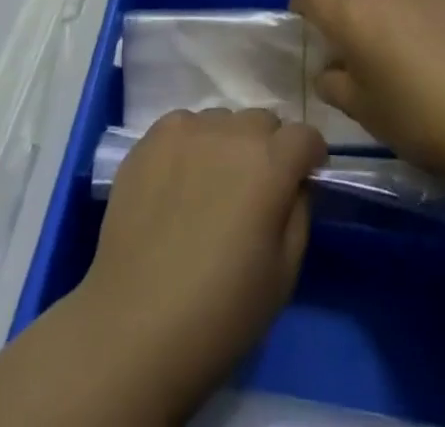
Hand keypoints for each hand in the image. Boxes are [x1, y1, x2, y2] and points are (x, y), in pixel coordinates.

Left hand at [75, 108, 325, 413]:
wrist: (135, 324)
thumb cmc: (221, 312)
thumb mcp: (285, 273)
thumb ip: (299, 212)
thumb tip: (295, 182)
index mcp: (270, 163)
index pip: (305, 135)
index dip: (309, 157)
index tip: (303, 179)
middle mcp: (231, 131)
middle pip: (263, 121)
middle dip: (269, 148)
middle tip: (254, 190)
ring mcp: (187, 129)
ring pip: (222, 121)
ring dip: (227, 144)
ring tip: (211, 188)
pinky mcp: (151, 137)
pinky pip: (184, 126)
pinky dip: (191, 145)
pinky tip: (178, 183)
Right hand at [291, 0, 444, 177]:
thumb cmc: (415, 119)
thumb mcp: (362, 111)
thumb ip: (334, 82)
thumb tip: (329, 68)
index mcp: (348, 14)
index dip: (305, 5)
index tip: (312, 27)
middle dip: (348, 13)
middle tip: (364, 50)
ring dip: (387, 11)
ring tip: (409, 49)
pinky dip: (420, 10)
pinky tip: (441, 43)